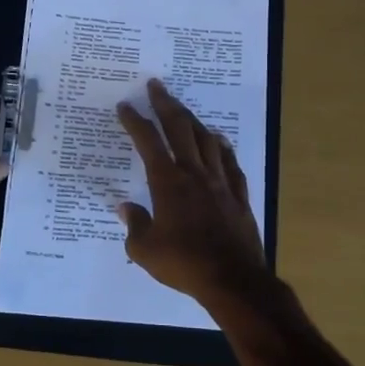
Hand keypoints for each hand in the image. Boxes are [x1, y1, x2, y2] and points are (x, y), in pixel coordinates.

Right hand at [115, 78, 270, 306]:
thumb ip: (134, 225)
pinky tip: (219, 140)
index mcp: (168, 183)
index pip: (148, 142)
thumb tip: (125, 207)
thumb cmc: (184, 264)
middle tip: (156, 86)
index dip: (135, 121)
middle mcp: (194, 174)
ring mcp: (220, 182)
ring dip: (193, 120)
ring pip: (207, 140)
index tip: (125, 105)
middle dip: (165, 104)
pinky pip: (230, 163)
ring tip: (183, 109)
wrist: (232, 279)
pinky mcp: (239, 196)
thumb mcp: (145, 250)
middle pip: (180, 129)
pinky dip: (222, 147)